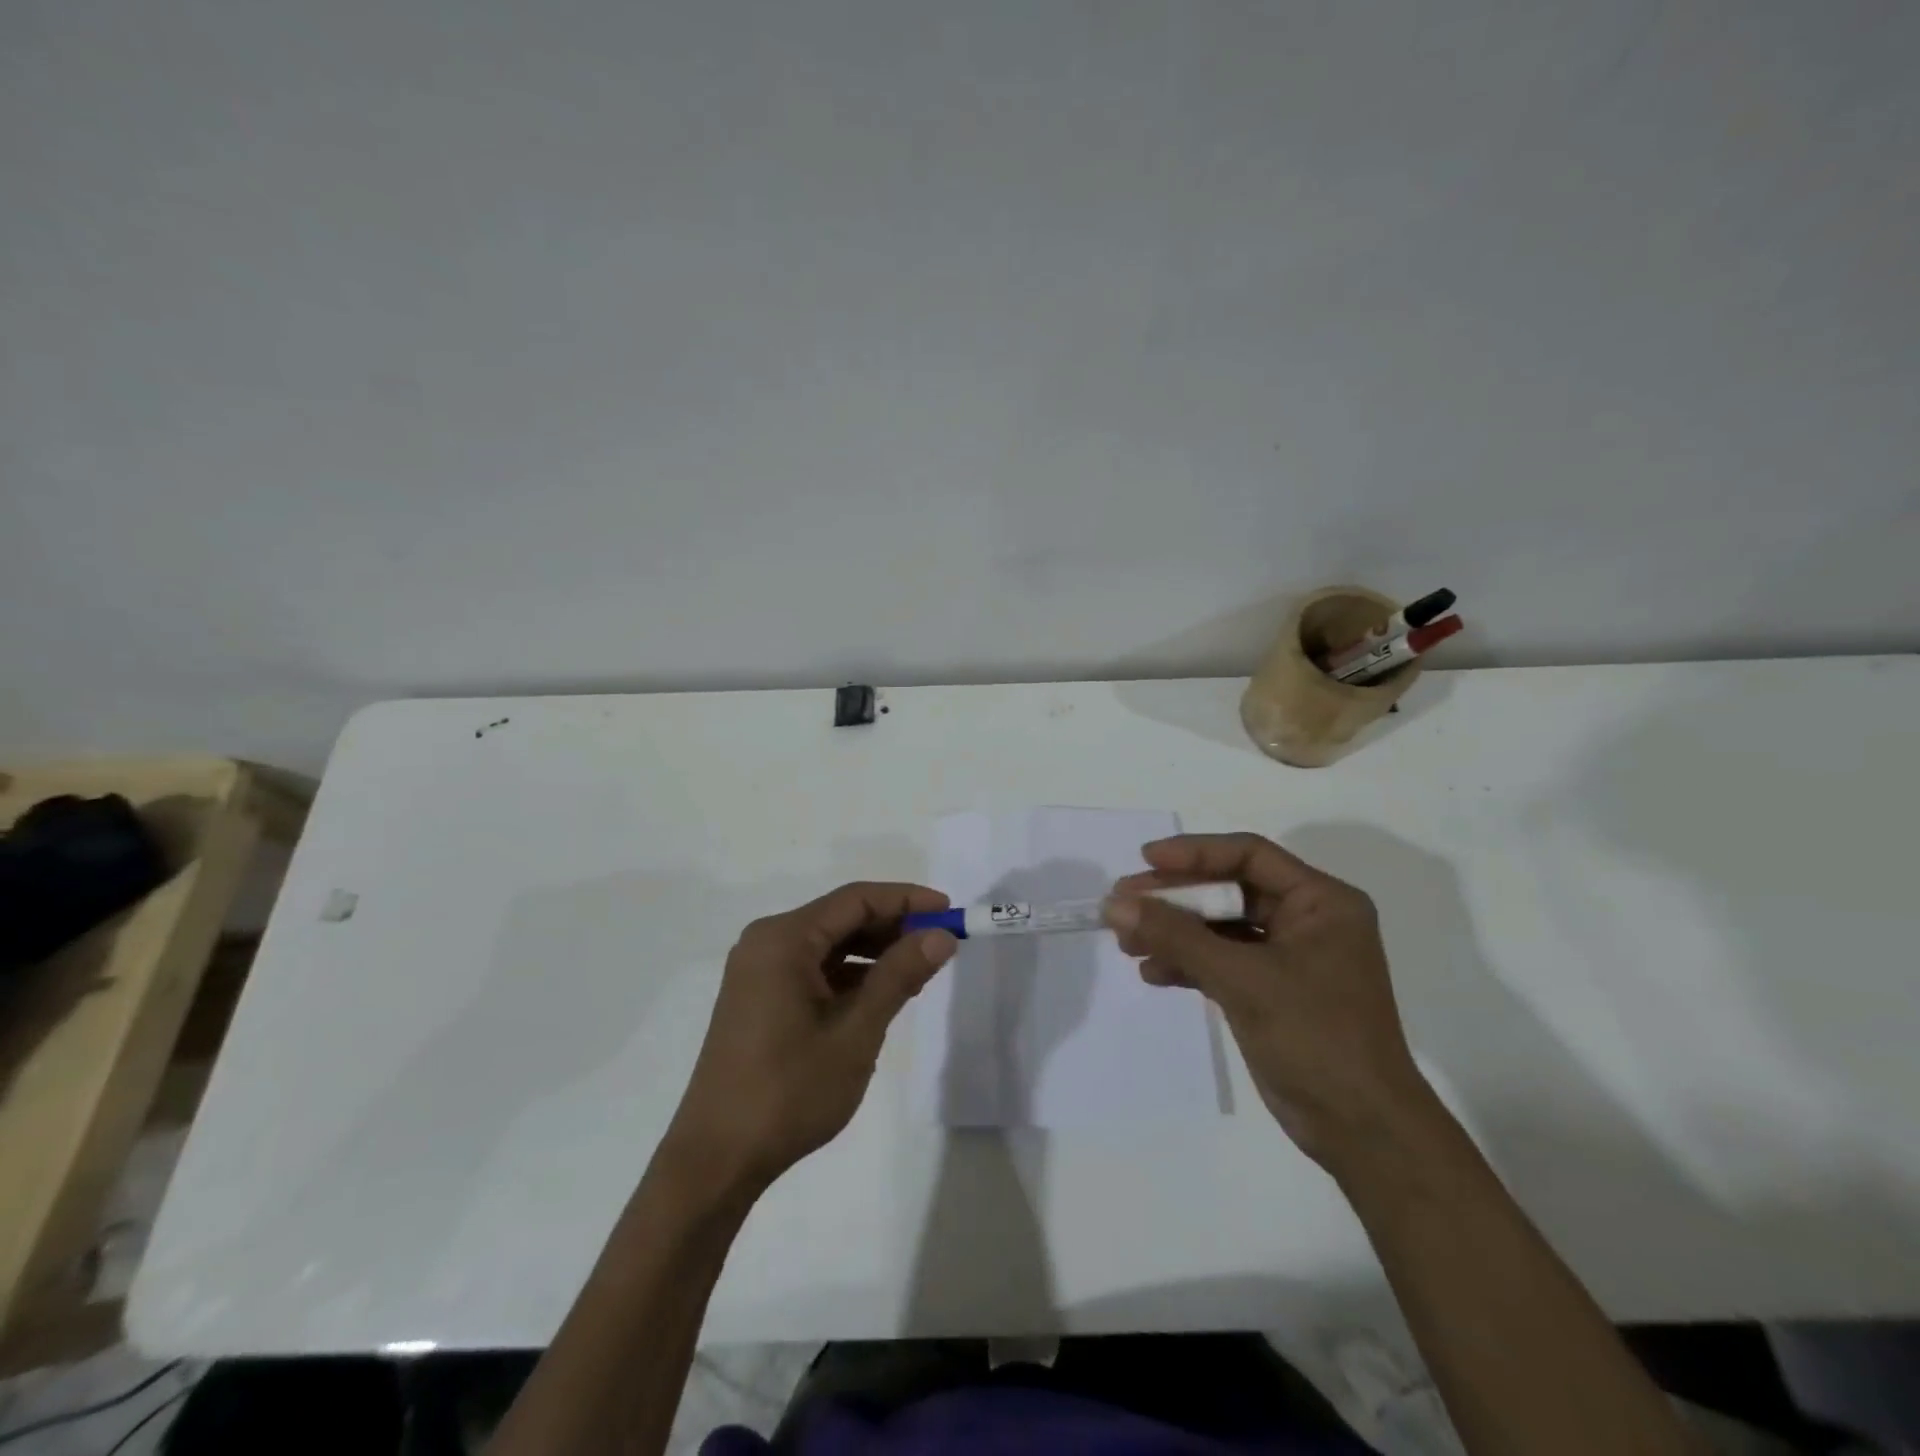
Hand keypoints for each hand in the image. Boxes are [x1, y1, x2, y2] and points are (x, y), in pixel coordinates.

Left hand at [662, 882, 958, 1196]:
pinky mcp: (759, 998)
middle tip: (941, 944)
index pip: (856, 899)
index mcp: (783, 939)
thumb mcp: (856, 1031)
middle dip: (893, 927)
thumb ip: (899, 975)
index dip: (906, 900)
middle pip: (841, 918)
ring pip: (829, 945)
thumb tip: (941, 935)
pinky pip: (814, 969)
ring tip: (919, 971)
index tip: (949, 910)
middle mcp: (767, 942)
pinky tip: (881, 995)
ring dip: (874, 953)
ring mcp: (759, 971)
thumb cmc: (789, 1091)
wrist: (717, 1159)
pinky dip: (850, 976)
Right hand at [1103, 833, 1430, 1167]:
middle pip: (1228, 891)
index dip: (1195, 853)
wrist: (1361, 1130)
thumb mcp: (1242, 978)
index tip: (1145, 859)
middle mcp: (1306, 921)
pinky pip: (1220, 961)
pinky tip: (1152, 973)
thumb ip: (1177, 936)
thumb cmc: (1315, 1037)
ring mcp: (1288, 958)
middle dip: (1175, 898)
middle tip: (1123, 904)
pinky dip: (1187, 964)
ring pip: (1219, 928)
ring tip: (1126, 942)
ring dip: (1173, 933)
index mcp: (1321, 901)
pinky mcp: (1270, 992)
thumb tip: (1115, 904)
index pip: (1249, 855)